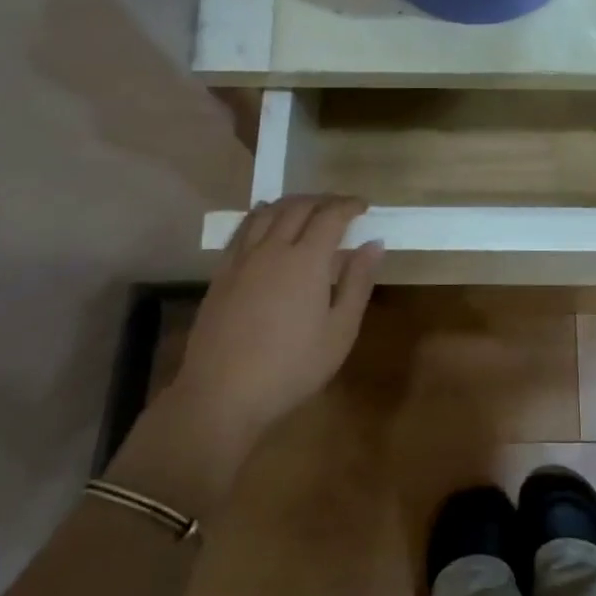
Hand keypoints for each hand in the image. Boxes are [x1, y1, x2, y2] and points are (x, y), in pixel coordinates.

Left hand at [179, 194, 384, 439]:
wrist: (222, 395)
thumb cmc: (291, 368)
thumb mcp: (339, 332)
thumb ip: (358, 283)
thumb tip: (374, 244)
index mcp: (306, 260)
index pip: (330, 216)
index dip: (349, 205)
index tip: (363, 206)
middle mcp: (272, 248)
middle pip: (298, 207)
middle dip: (323, 200)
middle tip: (340, 207)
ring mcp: (242, 259)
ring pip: (267, 212)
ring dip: (291, 203)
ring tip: (306, 208)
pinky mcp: (221, 273)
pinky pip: (242, 229)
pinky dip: (260, 215)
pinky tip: (265, 221)